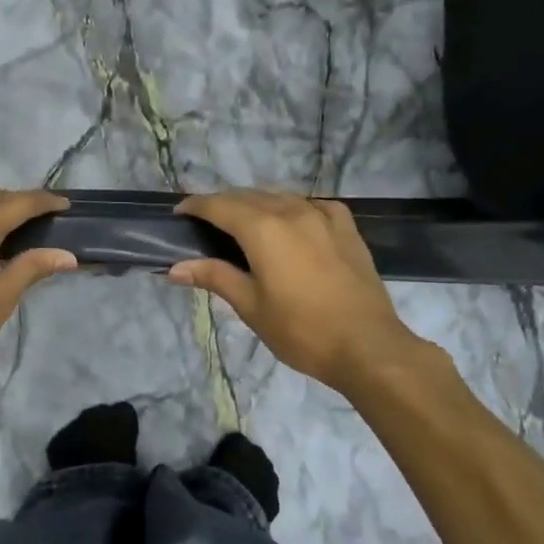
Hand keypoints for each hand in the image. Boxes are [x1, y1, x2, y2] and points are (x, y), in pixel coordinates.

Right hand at [167, 189, 427, 395]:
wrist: (368, 347)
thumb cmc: (302, 330)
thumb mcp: (251, 306)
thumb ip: (214, 276)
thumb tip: (175, 267)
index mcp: (263, 229)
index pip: (219, 205)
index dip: (196, 206)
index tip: (179, 213)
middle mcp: (291, 211)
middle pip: (248, 196)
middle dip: (222, 203)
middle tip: (204, 222)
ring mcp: (323, 216)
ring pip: (280, 197)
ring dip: (255, 203)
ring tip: (242, 222)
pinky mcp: (346, 228)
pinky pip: (312, 205)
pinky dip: (292, 208)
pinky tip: (292, 222)